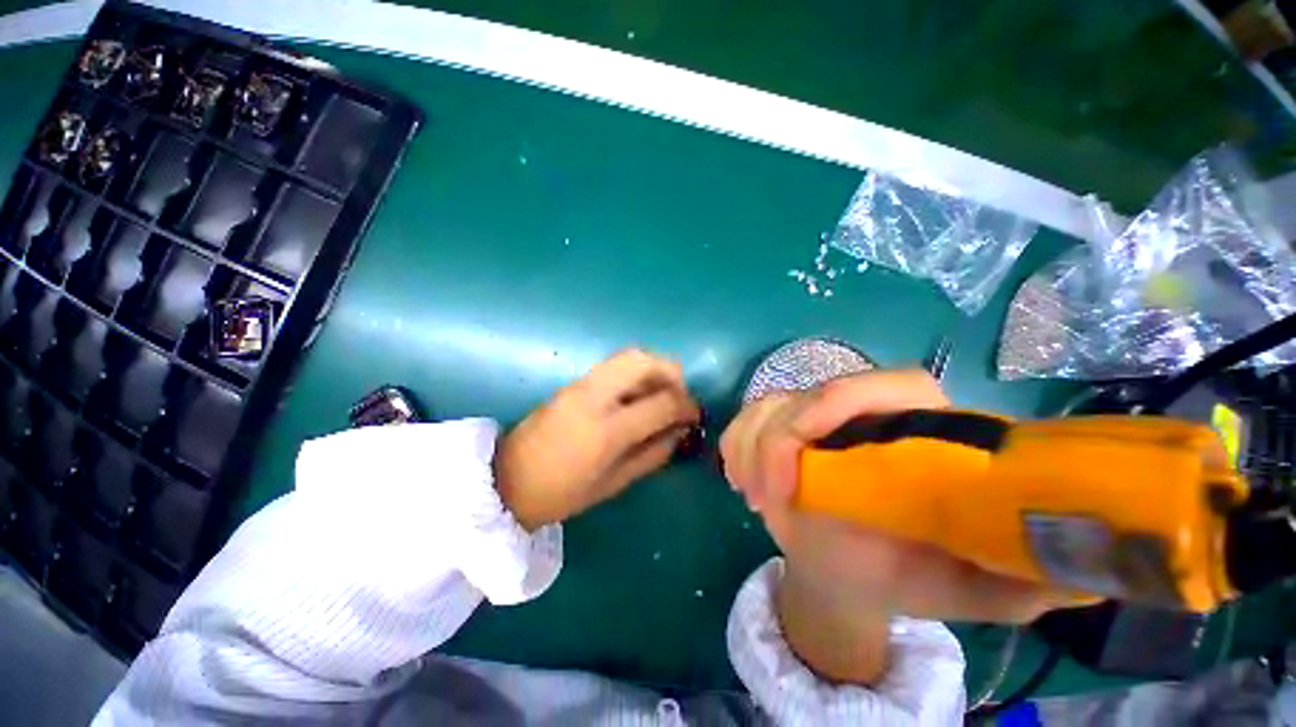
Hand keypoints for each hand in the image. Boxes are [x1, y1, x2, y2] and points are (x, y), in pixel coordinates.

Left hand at [496, 349, 699, 530]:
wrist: (505, 481)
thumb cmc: (562, 494)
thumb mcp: (615, 483)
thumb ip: (653, 454)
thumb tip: (680, 431)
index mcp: (607, 431)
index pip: (661, 402)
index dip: (686, 406)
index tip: (694, 415)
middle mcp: (594, 397)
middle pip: (644, 361)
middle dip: (672, 373)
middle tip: (679, 396)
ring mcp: (580, 384)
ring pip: (629, 356)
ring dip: (654, 369)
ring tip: (661, 393)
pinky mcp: (573, 381)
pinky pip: (614, 365)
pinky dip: (635, 372)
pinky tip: (638, 394)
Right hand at [721, 370, 1078, 682]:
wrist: (848, 572)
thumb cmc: (907, 576)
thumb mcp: (968, 588)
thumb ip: (1020, 580)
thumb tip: (1083, 576)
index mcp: (921, 432)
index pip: (889, 385)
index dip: (839, 405)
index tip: (804, 459)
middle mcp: (864, 412)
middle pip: (809, 395)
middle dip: (775, 444)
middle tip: (766, 503)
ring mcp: (814, 415)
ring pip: (767, 404)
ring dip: (750, 450)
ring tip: (755, 500)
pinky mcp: (779, 425)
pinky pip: (745, 419)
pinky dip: (735, 446)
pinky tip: (741, 481)